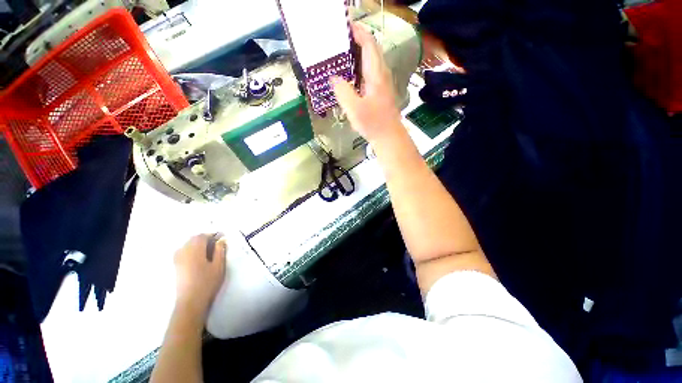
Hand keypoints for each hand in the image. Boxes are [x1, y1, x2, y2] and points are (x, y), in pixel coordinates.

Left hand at [173, 234, 226, 316]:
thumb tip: (221, 240)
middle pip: (193, 239)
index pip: (202, 236)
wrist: (190, 302)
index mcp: (195, 251)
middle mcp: (183, 252)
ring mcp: (177, 259)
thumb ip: (220, 250)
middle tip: (216, 244)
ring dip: (198, 244)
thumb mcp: (219, 266)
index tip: (222, 238)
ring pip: (187, 244)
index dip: (213, 234)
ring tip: (208, 251)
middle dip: (205, 238)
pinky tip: (198, 257)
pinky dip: (191, 250)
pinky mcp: (175, 265)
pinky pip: (183, 251)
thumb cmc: (207, 283)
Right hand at [331, 23, 403, 143]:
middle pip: (371, 50)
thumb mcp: (354, 109)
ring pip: (371, 61)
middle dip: (357, 41)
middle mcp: (382, 75)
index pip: (369, 45)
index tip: (345, 27)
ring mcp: (383, 83)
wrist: (388, 137)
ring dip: (358, 55)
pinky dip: (360, 68)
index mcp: (376, 75)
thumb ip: (343, 91)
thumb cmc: (373, 124)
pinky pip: (370, 72)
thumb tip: (334, 78)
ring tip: (342, 56)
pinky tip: (350, 76)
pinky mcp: (381, 92)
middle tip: (339, 41)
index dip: (358, 33)